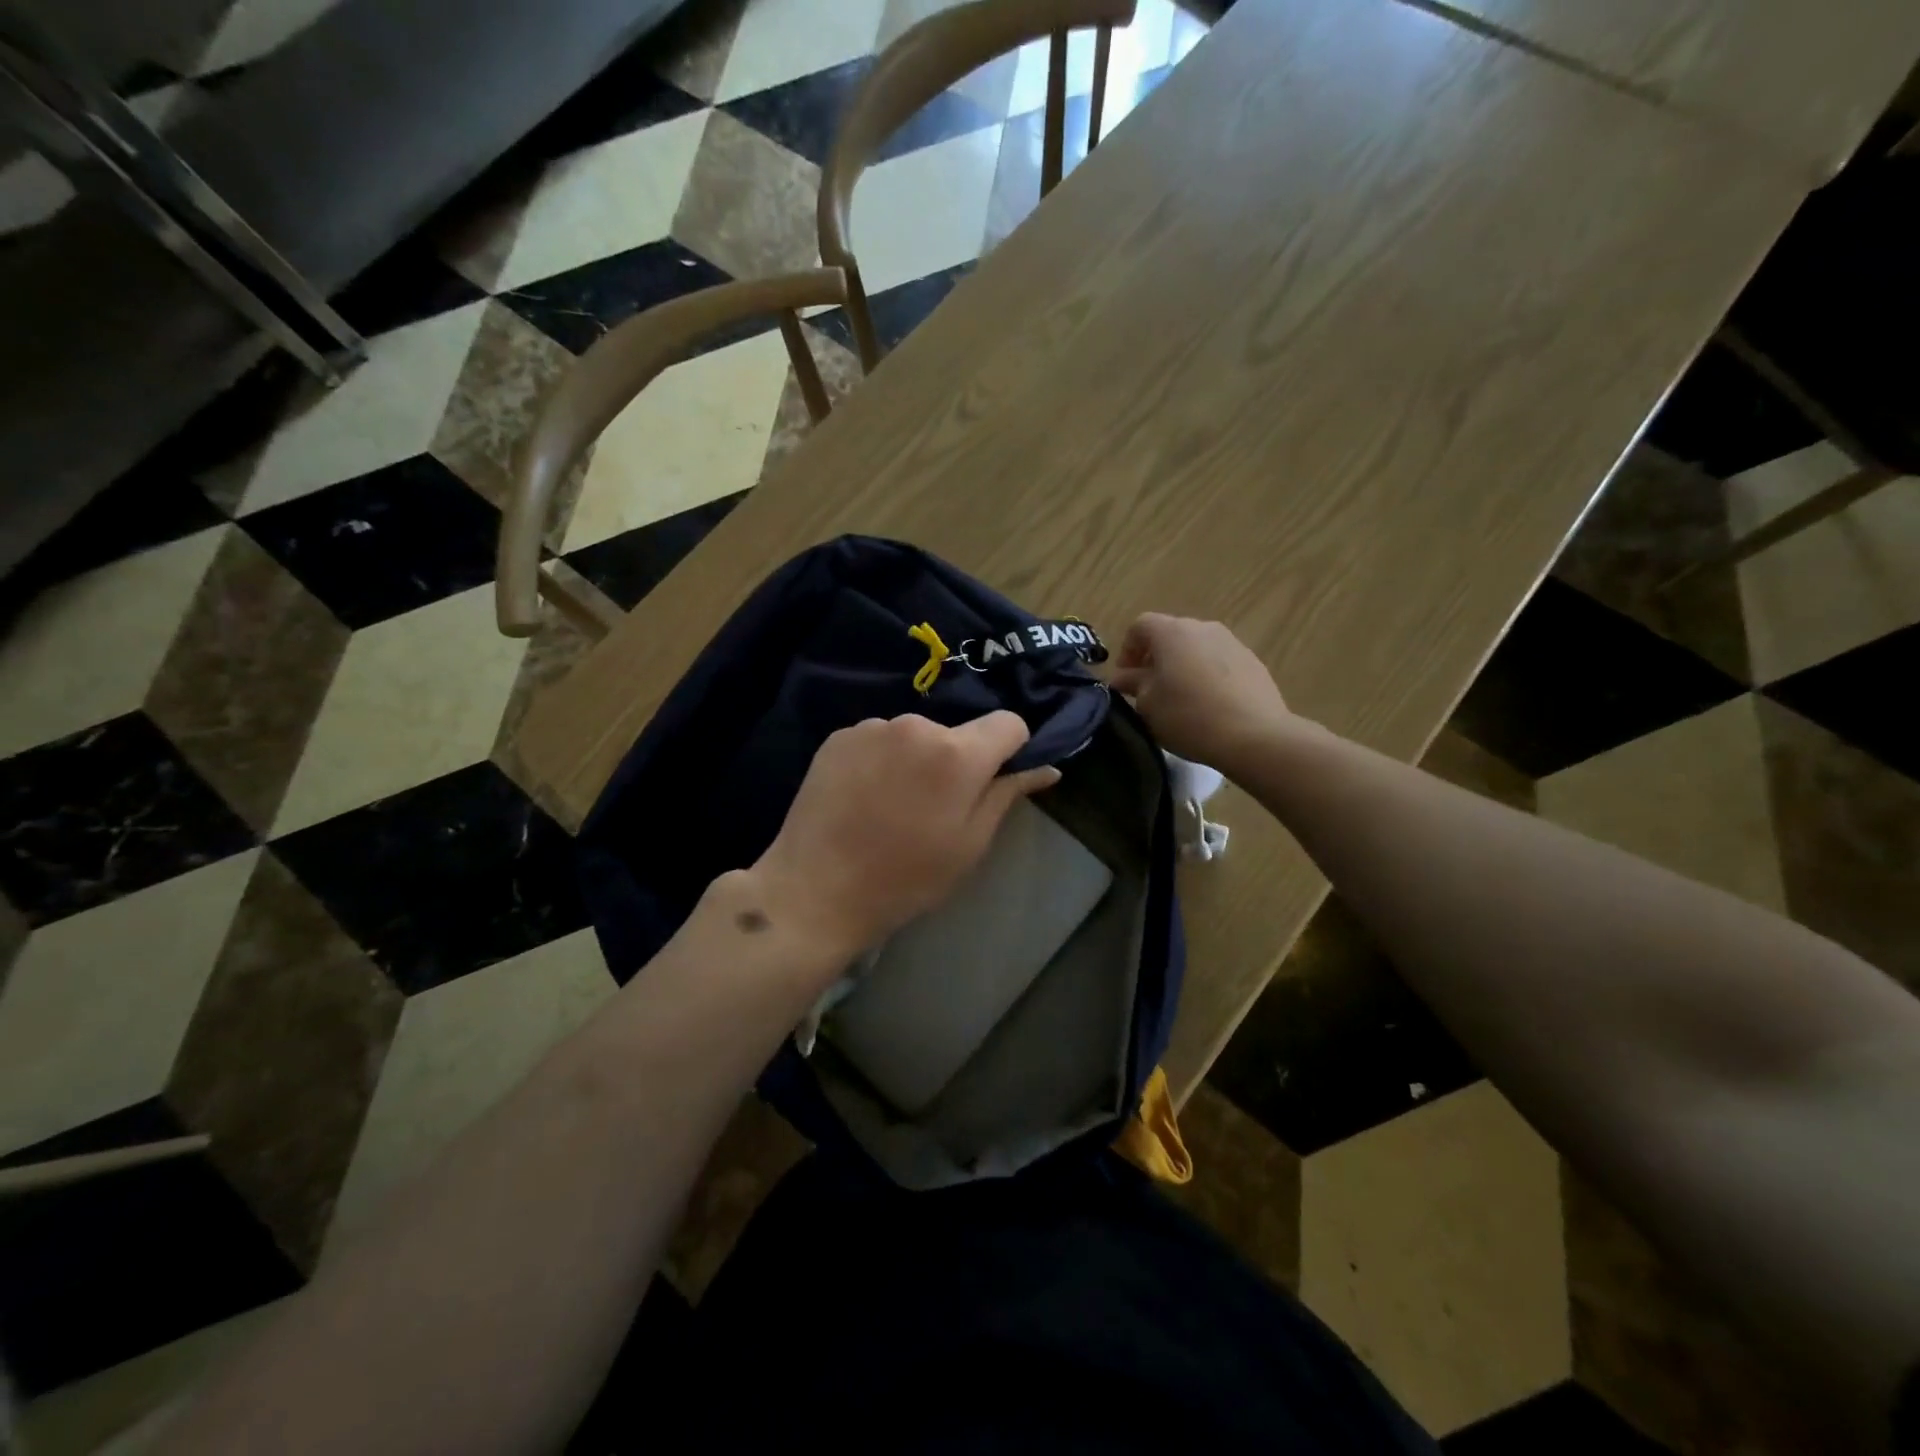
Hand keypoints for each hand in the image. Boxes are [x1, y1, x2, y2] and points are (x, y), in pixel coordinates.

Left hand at [750, 711, 1059, 960]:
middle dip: (957, 761)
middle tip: (936, 808)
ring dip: (916, 760)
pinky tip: (863, 797)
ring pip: (915, 737)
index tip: (996, 780)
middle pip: (957, 734)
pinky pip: (879, 740)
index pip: (1009, 723)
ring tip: (892, 806)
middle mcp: (916, 724)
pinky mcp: (838, 737)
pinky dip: (881, 760)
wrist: (814, 891)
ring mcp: (872, 727)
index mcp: (956, 753)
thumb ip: (1008, 794)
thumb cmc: (905, 878)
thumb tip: (1048, 767)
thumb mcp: (969, 845)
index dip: (1012, 748)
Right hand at [1109, 613, 1292, 770]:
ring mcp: (1232, 642)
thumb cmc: (1187, 715)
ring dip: (1182, 666)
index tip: (1126, 679)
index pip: (1139, 626)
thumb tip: (1123, 677)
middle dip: (1155, 658)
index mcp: (1171, 632)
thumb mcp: (1147, 704)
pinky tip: (1208, 704)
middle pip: (1170, 634)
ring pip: (1197, 648)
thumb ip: (1132, 684)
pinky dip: (1207, 676)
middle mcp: (1202, 627)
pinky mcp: (1253, 662)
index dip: (1127, 650)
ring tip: (1180, 698)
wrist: (1253, 735)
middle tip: (1150, 689)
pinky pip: (1220, 662)